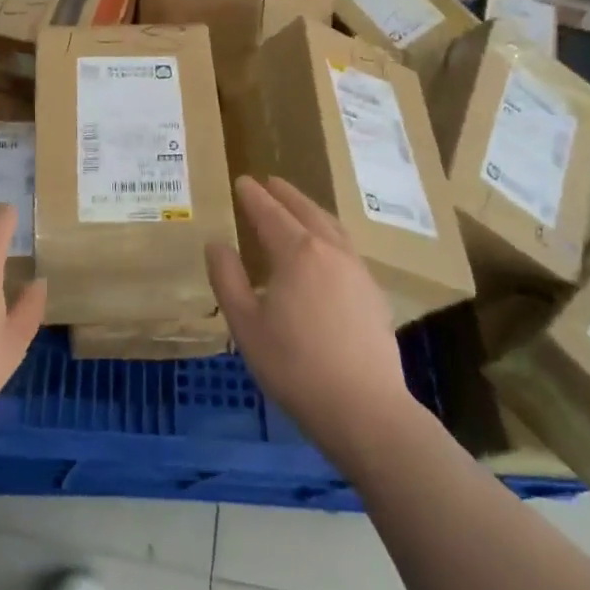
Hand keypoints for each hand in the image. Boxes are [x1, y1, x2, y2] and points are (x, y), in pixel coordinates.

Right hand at [207, 177, 424, 469]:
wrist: (364, 409)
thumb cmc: (295, 366)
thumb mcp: (245, 325)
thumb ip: (228, 279)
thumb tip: (216, 244)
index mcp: (297, 253)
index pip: (270, 213)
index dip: (254, 196)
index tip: (242, 181)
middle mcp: (330, 251)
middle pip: (306, 211)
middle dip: (286, 194)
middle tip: (271, 182)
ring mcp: (358, 271)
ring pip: (332, 227)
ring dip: (311, 210)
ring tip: (299, 207)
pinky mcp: (373, 293)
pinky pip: (347, 248)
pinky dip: (329, 234)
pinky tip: (326, 251)